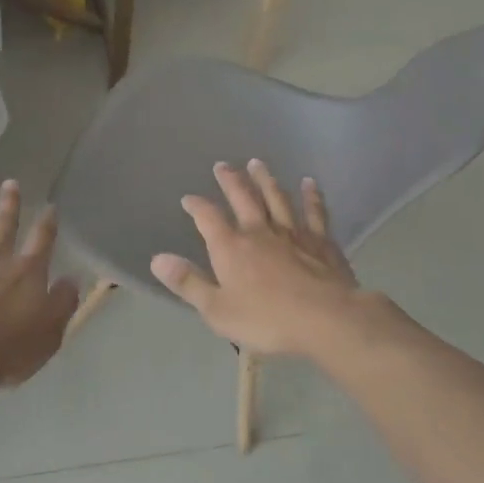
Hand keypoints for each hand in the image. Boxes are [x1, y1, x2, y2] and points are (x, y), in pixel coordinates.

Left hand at [0, 178, 78, 390]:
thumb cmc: (5, 350)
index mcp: (26, 273)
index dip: (47, 223)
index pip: (41, 241)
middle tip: (10, 182)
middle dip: (9, 203)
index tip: (49, 206)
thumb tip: (72, 280)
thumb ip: (62, 304)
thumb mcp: (48, 334)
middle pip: (4, 225)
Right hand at [150, 160, 367, 358]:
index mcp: (231, 247)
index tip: (188, 198)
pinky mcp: (321, 242)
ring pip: (276, 198)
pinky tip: (309, 183)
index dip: (196, 206)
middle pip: (242, 197)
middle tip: (222, 165)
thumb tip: (157, 259)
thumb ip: (188, 283)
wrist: (326, 319)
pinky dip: (311, 196)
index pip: (208, 218)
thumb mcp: (217, 310)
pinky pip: (314, 212)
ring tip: (256, 163)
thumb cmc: (267, 319)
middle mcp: (259, 231)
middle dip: (230, 180)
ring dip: (265, 179)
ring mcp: (292, 233)